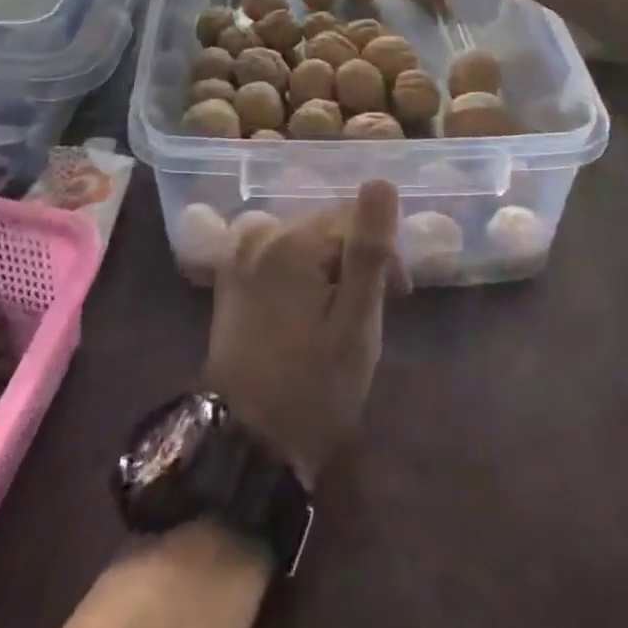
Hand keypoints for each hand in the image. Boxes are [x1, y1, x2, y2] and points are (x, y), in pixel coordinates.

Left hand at [202, 181, 405, 487]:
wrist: (246, 445)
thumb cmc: (314, 387)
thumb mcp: (356, 323)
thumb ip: (369, 249)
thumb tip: (381, 181)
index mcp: (293, 241)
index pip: (355, 218)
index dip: (383, 254)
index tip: (398, 298)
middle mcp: (261, 234)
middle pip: (326, 226)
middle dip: (355, 259)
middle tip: (370, 312)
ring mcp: (240, 254)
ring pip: (303, 240)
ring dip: (328, 266)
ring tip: (339, 315)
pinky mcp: (230, 277)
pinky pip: (277, 253)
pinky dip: (298, 271)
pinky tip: (304, 307)